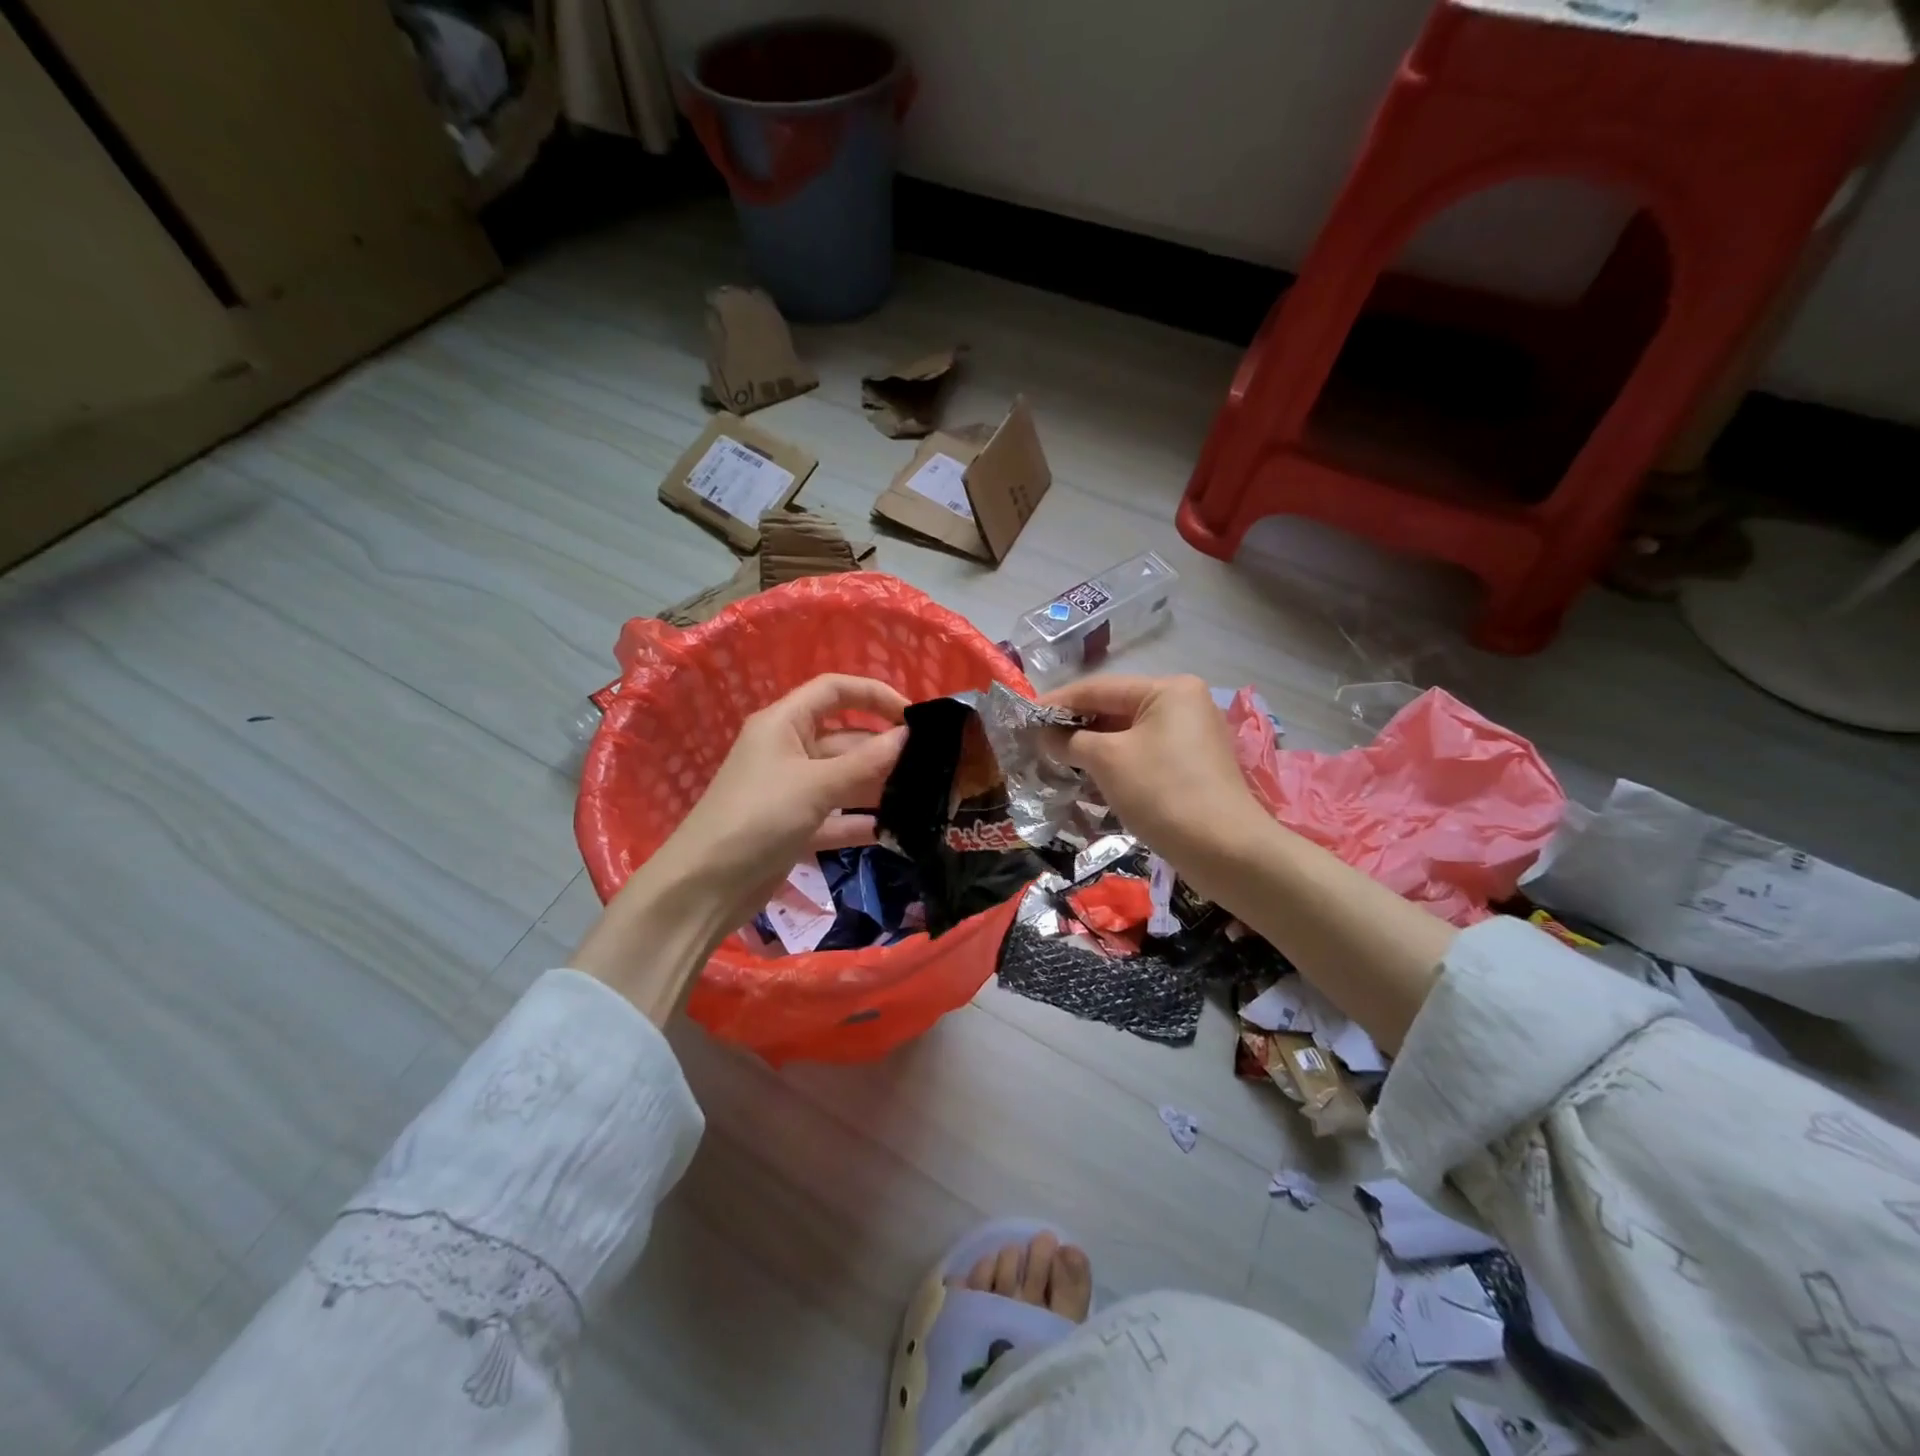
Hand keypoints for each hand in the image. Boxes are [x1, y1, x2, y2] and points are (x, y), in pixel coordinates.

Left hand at [666, 673, 908, 919]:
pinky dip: (860, 822)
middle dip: (884, 748)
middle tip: (931, 765)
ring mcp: (791, 790)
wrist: (704, 887)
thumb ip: (865, 762)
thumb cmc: (758, 818)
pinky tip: (896, 831)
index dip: (874, 695)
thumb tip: (908, 735)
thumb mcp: (815, 785)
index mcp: (784, 723)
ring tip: (924, 796)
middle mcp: (788, 750)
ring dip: (877, 787)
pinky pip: (836, 817)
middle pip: (845, 738)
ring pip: (843, 779)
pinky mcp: (794, 827)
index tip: (914, 716)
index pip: (834, 691)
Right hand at [1043, 674, 1266, 869]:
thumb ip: (1070, 741)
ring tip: (1054, 761)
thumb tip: (1044, 736)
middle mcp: (1183, 705)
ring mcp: (1191, 737)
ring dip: (1091, 749)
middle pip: (1114, 710)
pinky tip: (1088, 779)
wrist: (1224, 850)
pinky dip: (1114, 765)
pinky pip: (1143, 756)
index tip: (1023, 716)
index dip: (1057, 703)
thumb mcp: (1107, 760)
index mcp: (1168, 690)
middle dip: (1074, 728)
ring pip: (1128, 736)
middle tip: (1035, 741)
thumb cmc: (1162, 792)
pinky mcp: (1192, 768)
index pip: (1099, 688)